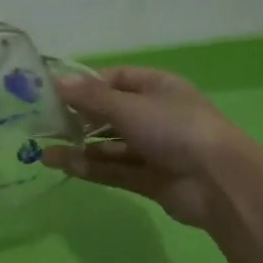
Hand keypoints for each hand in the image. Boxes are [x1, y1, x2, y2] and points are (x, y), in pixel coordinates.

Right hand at [50, 66, 249, 227]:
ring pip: (110, 145)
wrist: (218, 182)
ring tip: (44, 150)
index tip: (55, 93)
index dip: (87, 85)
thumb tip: (56, 81)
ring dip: (80, 147)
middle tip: (43, 125)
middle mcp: (156, 115)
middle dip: (79, 119)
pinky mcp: (150, 179)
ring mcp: (154, 149)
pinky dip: (91, 168)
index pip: (116, 79)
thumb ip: (91, 98)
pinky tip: (64, 166)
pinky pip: (115, 170)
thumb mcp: (129, 107)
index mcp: (158, 87)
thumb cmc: (175, 130)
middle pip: (110, 114)